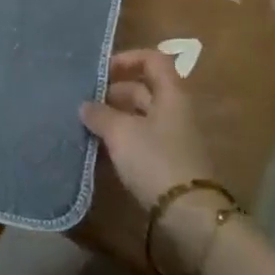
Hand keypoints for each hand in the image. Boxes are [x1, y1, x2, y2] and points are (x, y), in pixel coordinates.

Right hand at [78, 49, 214, 210]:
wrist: (189, 215)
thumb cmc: (156, 161)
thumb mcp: (121, 133)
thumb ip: (100, 114)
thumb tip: (85, 105)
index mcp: (171, 94)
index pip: (153, 60)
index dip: (127, 59)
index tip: (101, 72)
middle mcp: (175, 111)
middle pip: (144, 90)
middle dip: (114, 93)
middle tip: (86, 102)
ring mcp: (173, 139)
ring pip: (140, 117)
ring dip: (115, 118)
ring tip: (87, 126)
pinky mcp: (168, 164)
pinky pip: (142, 141)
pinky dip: (122, 140)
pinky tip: (101, 150)